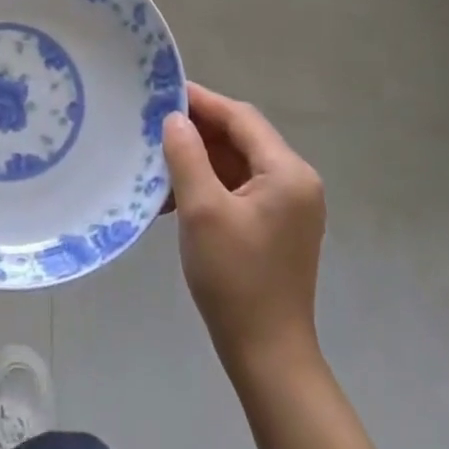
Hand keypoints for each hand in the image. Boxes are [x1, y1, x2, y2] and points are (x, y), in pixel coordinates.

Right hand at [163, 83, 326, 376]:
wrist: (267, 356)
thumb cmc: (235, 278)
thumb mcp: (202, 210)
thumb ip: (187, 155)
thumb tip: (175, 119)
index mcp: (287, 172)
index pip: (240, 117)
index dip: (201, 101)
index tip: (161, 92)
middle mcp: (295, 182)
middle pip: (241, 138)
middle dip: (197, 131)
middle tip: (153, 126)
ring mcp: (288, 206)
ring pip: (236, 163)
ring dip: (198, 159)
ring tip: (157, 161)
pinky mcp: (276, 226)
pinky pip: (238, 188)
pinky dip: (208, 184)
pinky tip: (175, 195)